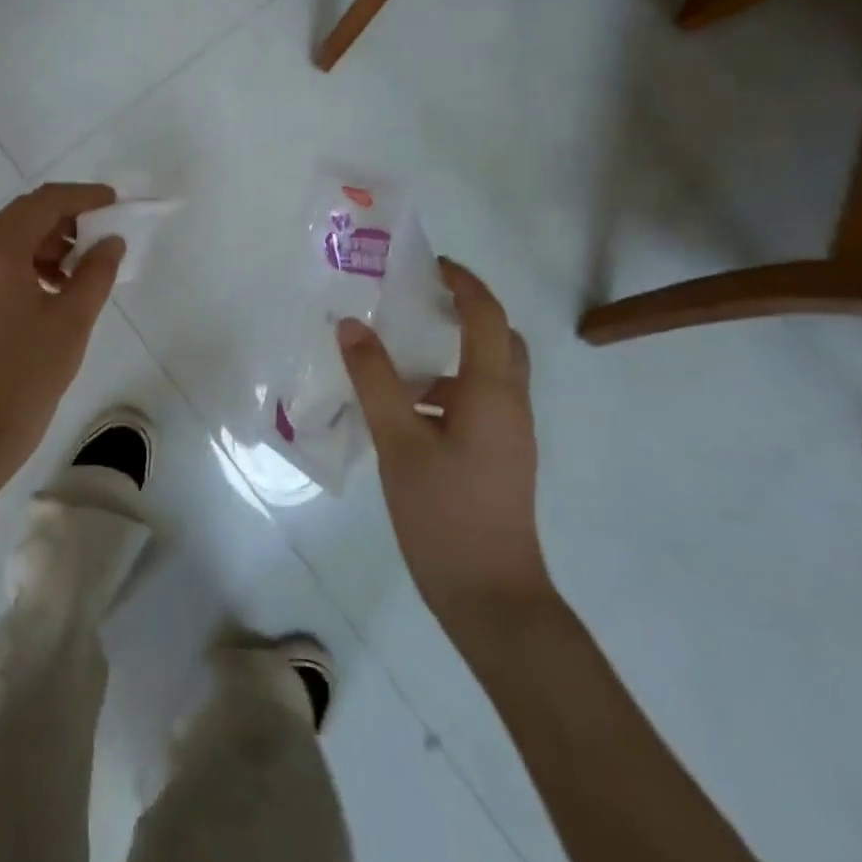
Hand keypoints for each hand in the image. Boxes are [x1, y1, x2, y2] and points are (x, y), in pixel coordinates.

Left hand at [0, 183, 125, 472]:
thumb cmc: (29, 370)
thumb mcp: (73, 318)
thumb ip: (97, 271)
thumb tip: (112, 242)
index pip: (43, 203)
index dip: (82, 197)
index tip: (114, 203)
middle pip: (25, 215)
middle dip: (67, 217)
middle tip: (104, 231)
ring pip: (14, 238)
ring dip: (51, 240)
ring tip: (86, 264)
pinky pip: (4, 263)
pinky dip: (34, 262)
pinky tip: (60, 285)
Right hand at [336, 259, 549, 621]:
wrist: (491, 598)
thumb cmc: (445, 513)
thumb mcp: (399, 441)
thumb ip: (375, 380)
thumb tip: (352, 324)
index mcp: (492, 393)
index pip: (487, 316)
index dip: (463, 283)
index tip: (428, 264)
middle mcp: (509, 406)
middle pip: (500, 340)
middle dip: (465, 311)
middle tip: (417, 300)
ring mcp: (507, 435)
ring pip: (486, 374)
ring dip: (449, 354)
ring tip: (394, 355)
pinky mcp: (497, 458)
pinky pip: (475, 403)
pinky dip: (444, 389)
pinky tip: (401, 409)